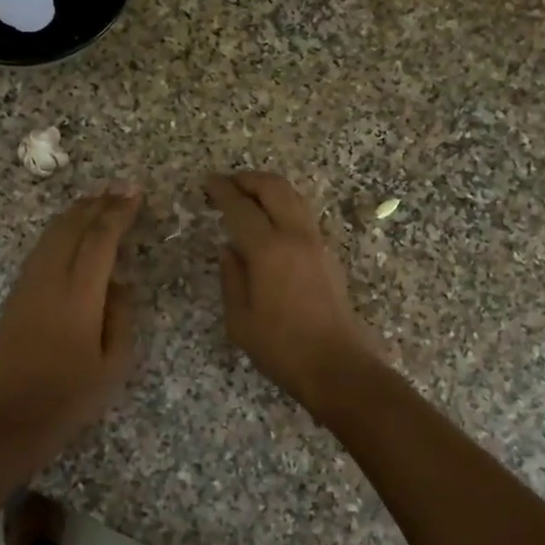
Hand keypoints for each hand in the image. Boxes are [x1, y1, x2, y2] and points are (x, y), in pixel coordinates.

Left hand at [0, 185, 142, 445]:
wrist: (14, 417)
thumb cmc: (73, 396)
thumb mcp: (115, 362)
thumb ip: (121, 315)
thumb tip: (119, 282)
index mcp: (79, 295)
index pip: (100, 239)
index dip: (118, 213)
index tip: (135, 193)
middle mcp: (49, 280)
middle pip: (72, 227)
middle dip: (97, 204)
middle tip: (120, 189)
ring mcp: (27, 286)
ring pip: (51, 235)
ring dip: (75, 214)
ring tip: (97, 201)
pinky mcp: (15, 296)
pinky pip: (39, 250)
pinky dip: (58, 232)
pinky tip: (69, 232)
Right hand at [205, 172, 377, 416]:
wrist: (337, 366)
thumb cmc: (281, 348)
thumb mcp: (240, 320)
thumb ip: (231, 278)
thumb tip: (229, 250)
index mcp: (269, 251)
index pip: (241, 208)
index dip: (222, 191)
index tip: (208, 183)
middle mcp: (296, 237)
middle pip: (274, 188)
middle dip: (249, 179)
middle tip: (228, 183)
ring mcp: (317, 243)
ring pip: (294, 198)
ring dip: (270, 189)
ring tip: (248, 197)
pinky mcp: (329, 255)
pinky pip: (303, 216)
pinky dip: (284, 206)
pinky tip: (271, 223)